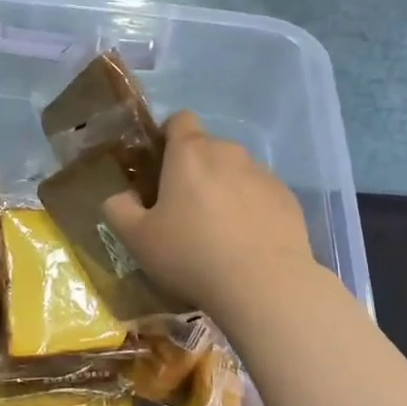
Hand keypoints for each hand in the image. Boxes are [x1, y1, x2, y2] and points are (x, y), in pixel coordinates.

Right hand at [103, 111, 315, 315]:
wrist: (264, 286)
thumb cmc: (191, 255)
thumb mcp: (137, 238)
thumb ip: (119, 209)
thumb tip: (121, 196)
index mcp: (189, 153)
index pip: (179, 119)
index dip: (167, 138)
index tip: (161, 170)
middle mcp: (229, 152)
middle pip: (207, 149)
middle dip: (195, 171)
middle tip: (184, 212)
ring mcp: (263, 174)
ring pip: (236, 172)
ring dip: (224, 190)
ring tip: (219, 234)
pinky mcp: (288, 198)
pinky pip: (261, 195)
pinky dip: (251, 209)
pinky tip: (247, 244)